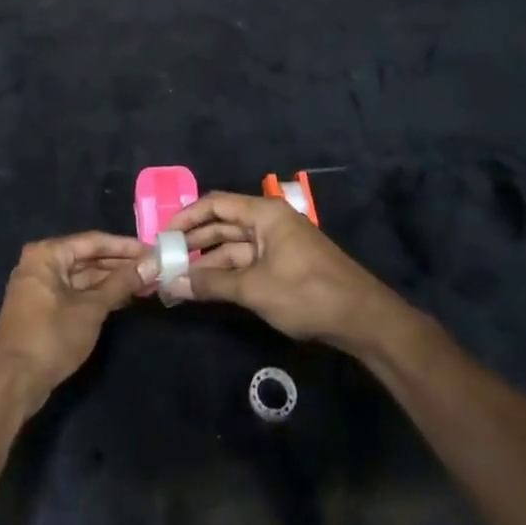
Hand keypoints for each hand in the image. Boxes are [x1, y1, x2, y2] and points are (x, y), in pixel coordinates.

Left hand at [0, 232, 150, 417]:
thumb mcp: (91, 309)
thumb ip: (121, 284)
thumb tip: (151, 264)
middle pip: (87, 257)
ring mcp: (41, 287)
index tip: (153, 251)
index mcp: (47, 255)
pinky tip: (124, 298)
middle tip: (153, 269)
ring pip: (83, 277)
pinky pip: (76, 293)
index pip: (93, 242)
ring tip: (146, 284)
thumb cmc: (51, 337)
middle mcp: (41, 264)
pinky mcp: (44, 309)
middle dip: (120, 264)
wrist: (13, 382)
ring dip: (112, 281)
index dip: (125, 247)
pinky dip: (99, 295)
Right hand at [155, 193, 394, 350]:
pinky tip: (204, 287)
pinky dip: (225, 273)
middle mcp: (268, 222)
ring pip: (232, 246)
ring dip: (207, 261)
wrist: (363, 319)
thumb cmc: (308, 293)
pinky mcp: (282, 265)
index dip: (186, 218)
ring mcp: (277, 244)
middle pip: (222, 224)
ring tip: (176, 277)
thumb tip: (172, 283)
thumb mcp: (255, 289)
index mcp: (264, 213)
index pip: (215, 204)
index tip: (162, 236)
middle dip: (193, 242)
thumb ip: (211, 284)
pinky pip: (245, 262)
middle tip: (164, 259)